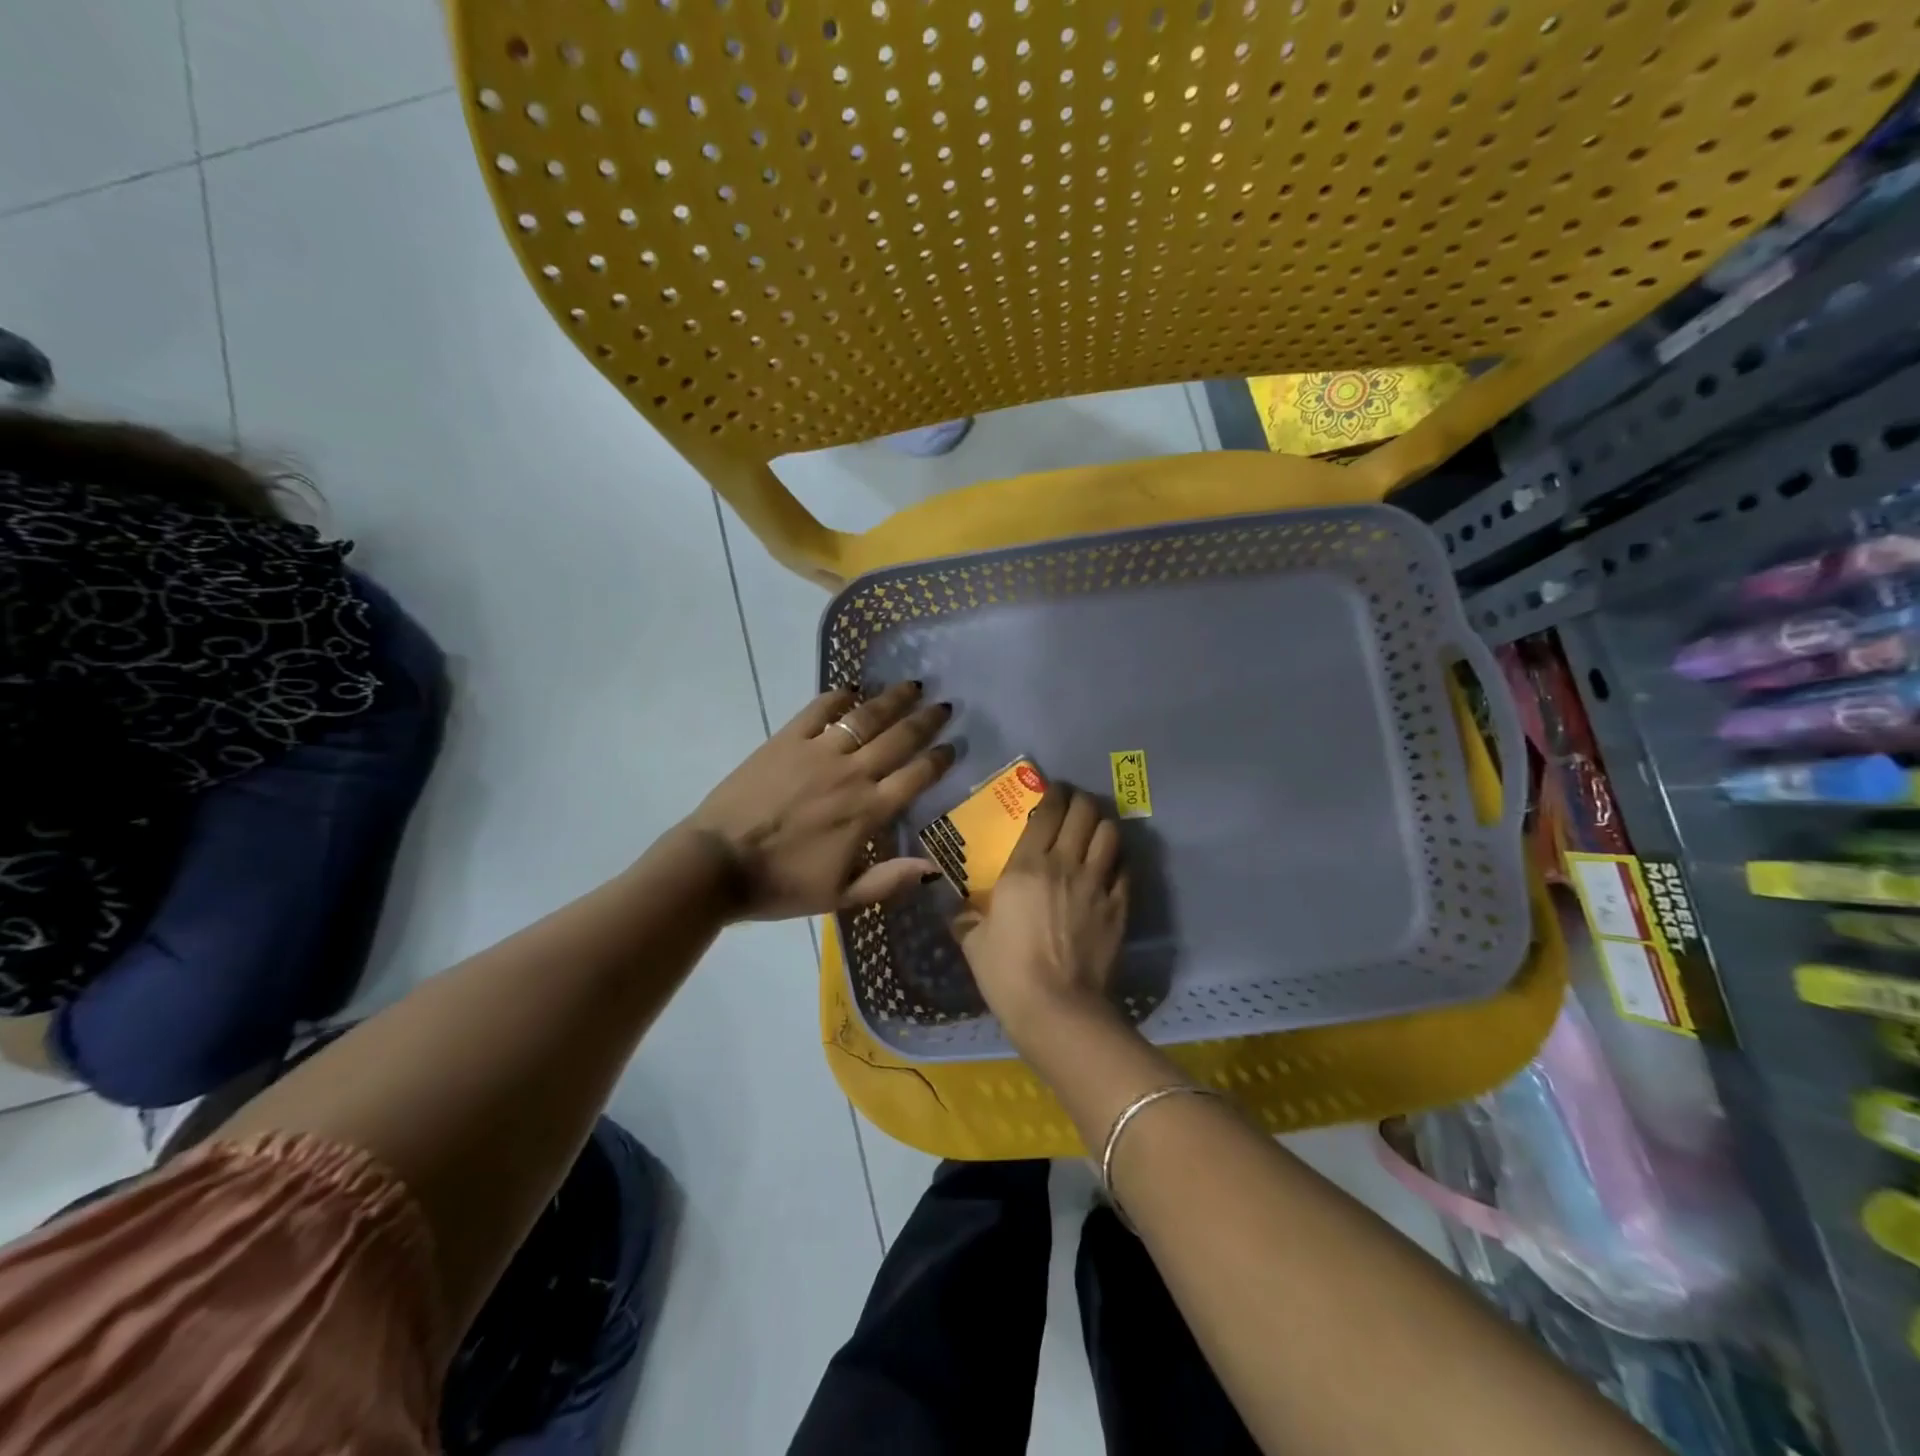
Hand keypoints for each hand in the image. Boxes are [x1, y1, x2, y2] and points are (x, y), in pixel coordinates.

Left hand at [683, 682, 954, 919]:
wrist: (718, 864)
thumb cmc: (781, 885)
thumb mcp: (840, 897)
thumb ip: (889, 881)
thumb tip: (934, 869)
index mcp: (868, 812)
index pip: (916, 777)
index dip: (939, 760)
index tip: (953, 746)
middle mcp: (852, 774)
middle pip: (898, 739)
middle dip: (925, 721)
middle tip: (943, 706)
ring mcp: (818, 752)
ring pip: (865, 718)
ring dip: (892, 700)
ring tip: (912, 686)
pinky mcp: (785, 740)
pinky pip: (818, 711)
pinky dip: (838, 698)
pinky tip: (852, 691)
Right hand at [952, 787, 1128, 1046]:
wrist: (1057, 1009)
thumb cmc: (1007, 973)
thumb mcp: (974, 942)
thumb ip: (964, 917)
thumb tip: (952, 907)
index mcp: (1026, 865)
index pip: (1048, 810)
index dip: (1053, 792)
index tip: (1051, 790)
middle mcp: (1066, 864)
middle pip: (1085, 811)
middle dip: (1080, 801)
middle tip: (1072, 807)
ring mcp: (1098, 884)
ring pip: (1110, 833)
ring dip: (1102, 825)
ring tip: (1093, 831)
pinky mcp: (1120, 907)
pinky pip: (1125, 869)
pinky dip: (1117, 860)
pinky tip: (1109, 867)